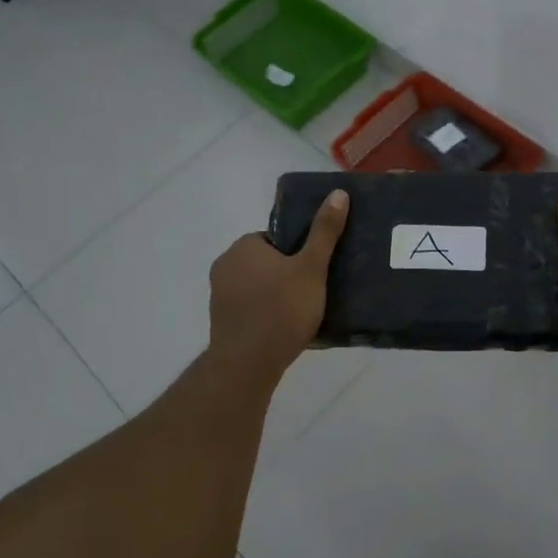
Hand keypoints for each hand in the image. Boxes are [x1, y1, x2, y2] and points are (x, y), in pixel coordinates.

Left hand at [207, 189, 348, 379]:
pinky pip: (250, 309)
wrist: (248, 364)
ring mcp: (219, 295)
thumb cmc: (282, 309)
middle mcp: (225, 265)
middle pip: (266, 262)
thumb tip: (338, 193)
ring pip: (257, 286)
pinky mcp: (221, 321)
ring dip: (276, 295)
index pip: (275, 238)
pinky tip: (284, 330)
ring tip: (303, 313)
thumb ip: (324, 232)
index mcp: (243, 246)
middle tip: (313, 291)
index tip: (315, 269)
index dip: (298, 252)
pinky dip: (265, 314)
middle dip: (287, 273)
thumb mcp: (311, 268)